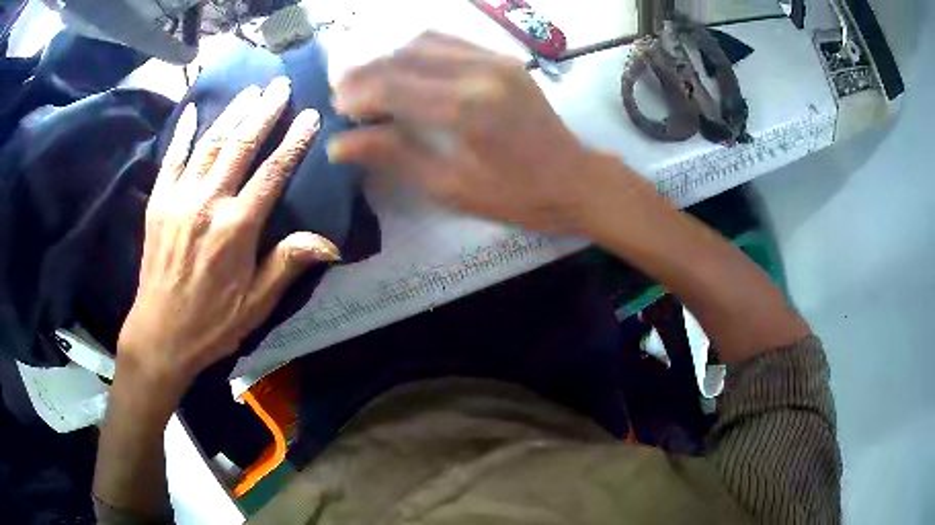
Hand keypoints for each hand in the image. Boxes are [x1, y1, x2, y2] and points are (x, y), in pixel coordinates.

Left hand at [118, 77, 339, 391]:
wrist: (160, 334)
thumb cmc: (212, 323)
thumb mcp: (257, 304)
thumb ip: (288, 265)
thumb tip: (331, 243)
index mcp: (237, 228)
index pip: (272, 172)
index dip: (294, 142)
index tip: (310, 116)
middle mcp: (208, 203)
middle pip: (241, 146)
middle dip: (264, 112)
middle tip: (280, 85)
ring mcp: (179, 199)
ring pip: (210, 144)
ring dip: (232, 114)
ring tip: (251, 91)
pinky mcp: (157, 203)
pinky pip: (171, 159)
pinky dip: (183, 133)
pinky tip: (193, 111)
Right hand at [327, 32, 639, 234]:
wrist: (575, 178)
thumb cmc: (516, 195)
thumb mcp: (451, 186)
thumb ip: (395, 157)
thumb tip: (339, 145)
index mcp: (466, 109)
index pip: (392, 86)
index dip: (357, 94)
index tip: (337, 109)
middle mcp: (479, 72)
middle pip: (403, 57)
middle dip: (365, 72)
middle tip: (343, 92)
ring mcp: (495, 59)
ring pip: (424, 41)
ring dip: (388, 56)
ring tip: (368, 79)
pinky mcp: (504, 58)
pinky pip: (450, 41)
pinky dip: (418, 49)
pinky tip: (404, 66)